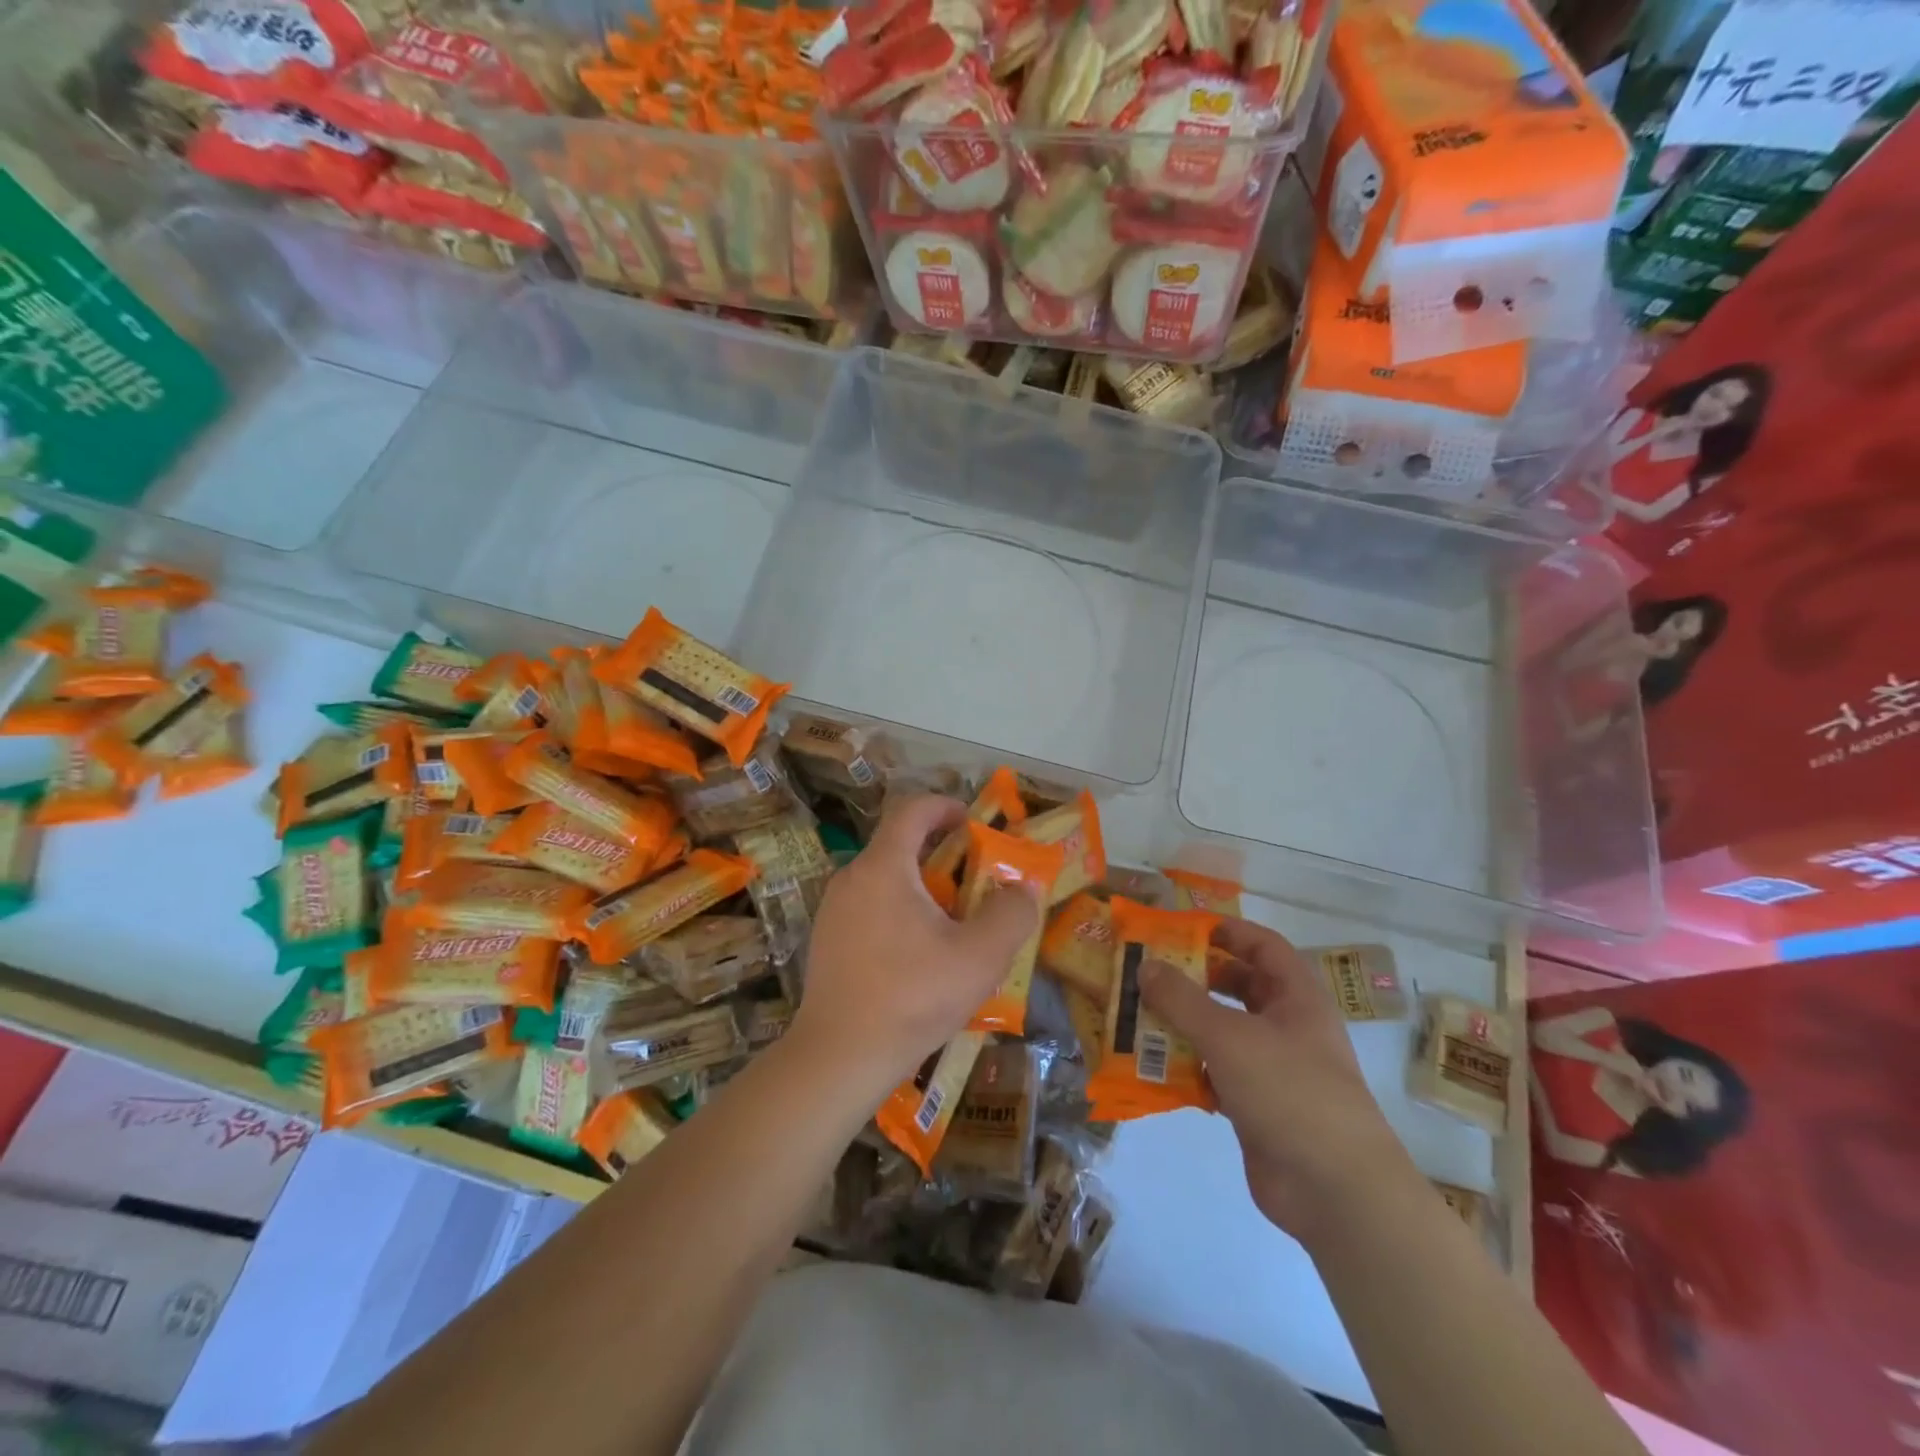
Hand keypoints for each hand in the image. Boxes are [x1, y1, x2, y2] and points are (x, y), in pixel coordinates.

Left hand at [789, 794, 1040, 1105]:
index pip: (912, 809)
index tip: (974, 823)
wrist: (839, 1056)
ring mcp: (833, 910)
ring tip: (953, 923)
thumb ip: (1011, 915)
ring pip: (885, 879)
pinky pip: (869, 907)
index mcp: (884, 866)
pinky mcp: (826, 940)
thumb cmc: (913, 996)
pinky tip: (918, 956)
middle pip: (899, 844)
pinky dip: (899, 912)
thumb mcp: (979, 957)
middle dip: (941, 853)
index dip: (946, 806)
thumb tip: (1024, 888)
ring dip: (922, 887)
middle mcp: (852, 877)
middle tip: (975, 881)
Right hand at [1142, 918, 1419, 1244]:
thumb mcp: (1229, 1035)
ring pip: (1222, 1031)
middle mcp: (1287, 1027)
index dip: (1227, 931)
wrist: (1334, 1191)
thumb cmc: (1289, 1092)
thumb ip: (1182, 999)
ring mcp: (1272, 1069)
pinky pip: (1215, 1073)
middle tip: (1150, 973)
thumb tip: (1145, 966)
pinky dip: (1187, 1067)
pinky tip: (1152, 1067)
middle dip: (1196, 978)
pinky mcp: (1256, 1106)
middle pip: (1239, 987)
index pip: (1263, 946)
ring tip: (1138, 1016)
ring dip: (1184, 1024)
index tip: (1181, 929)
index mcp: (1296, 998)